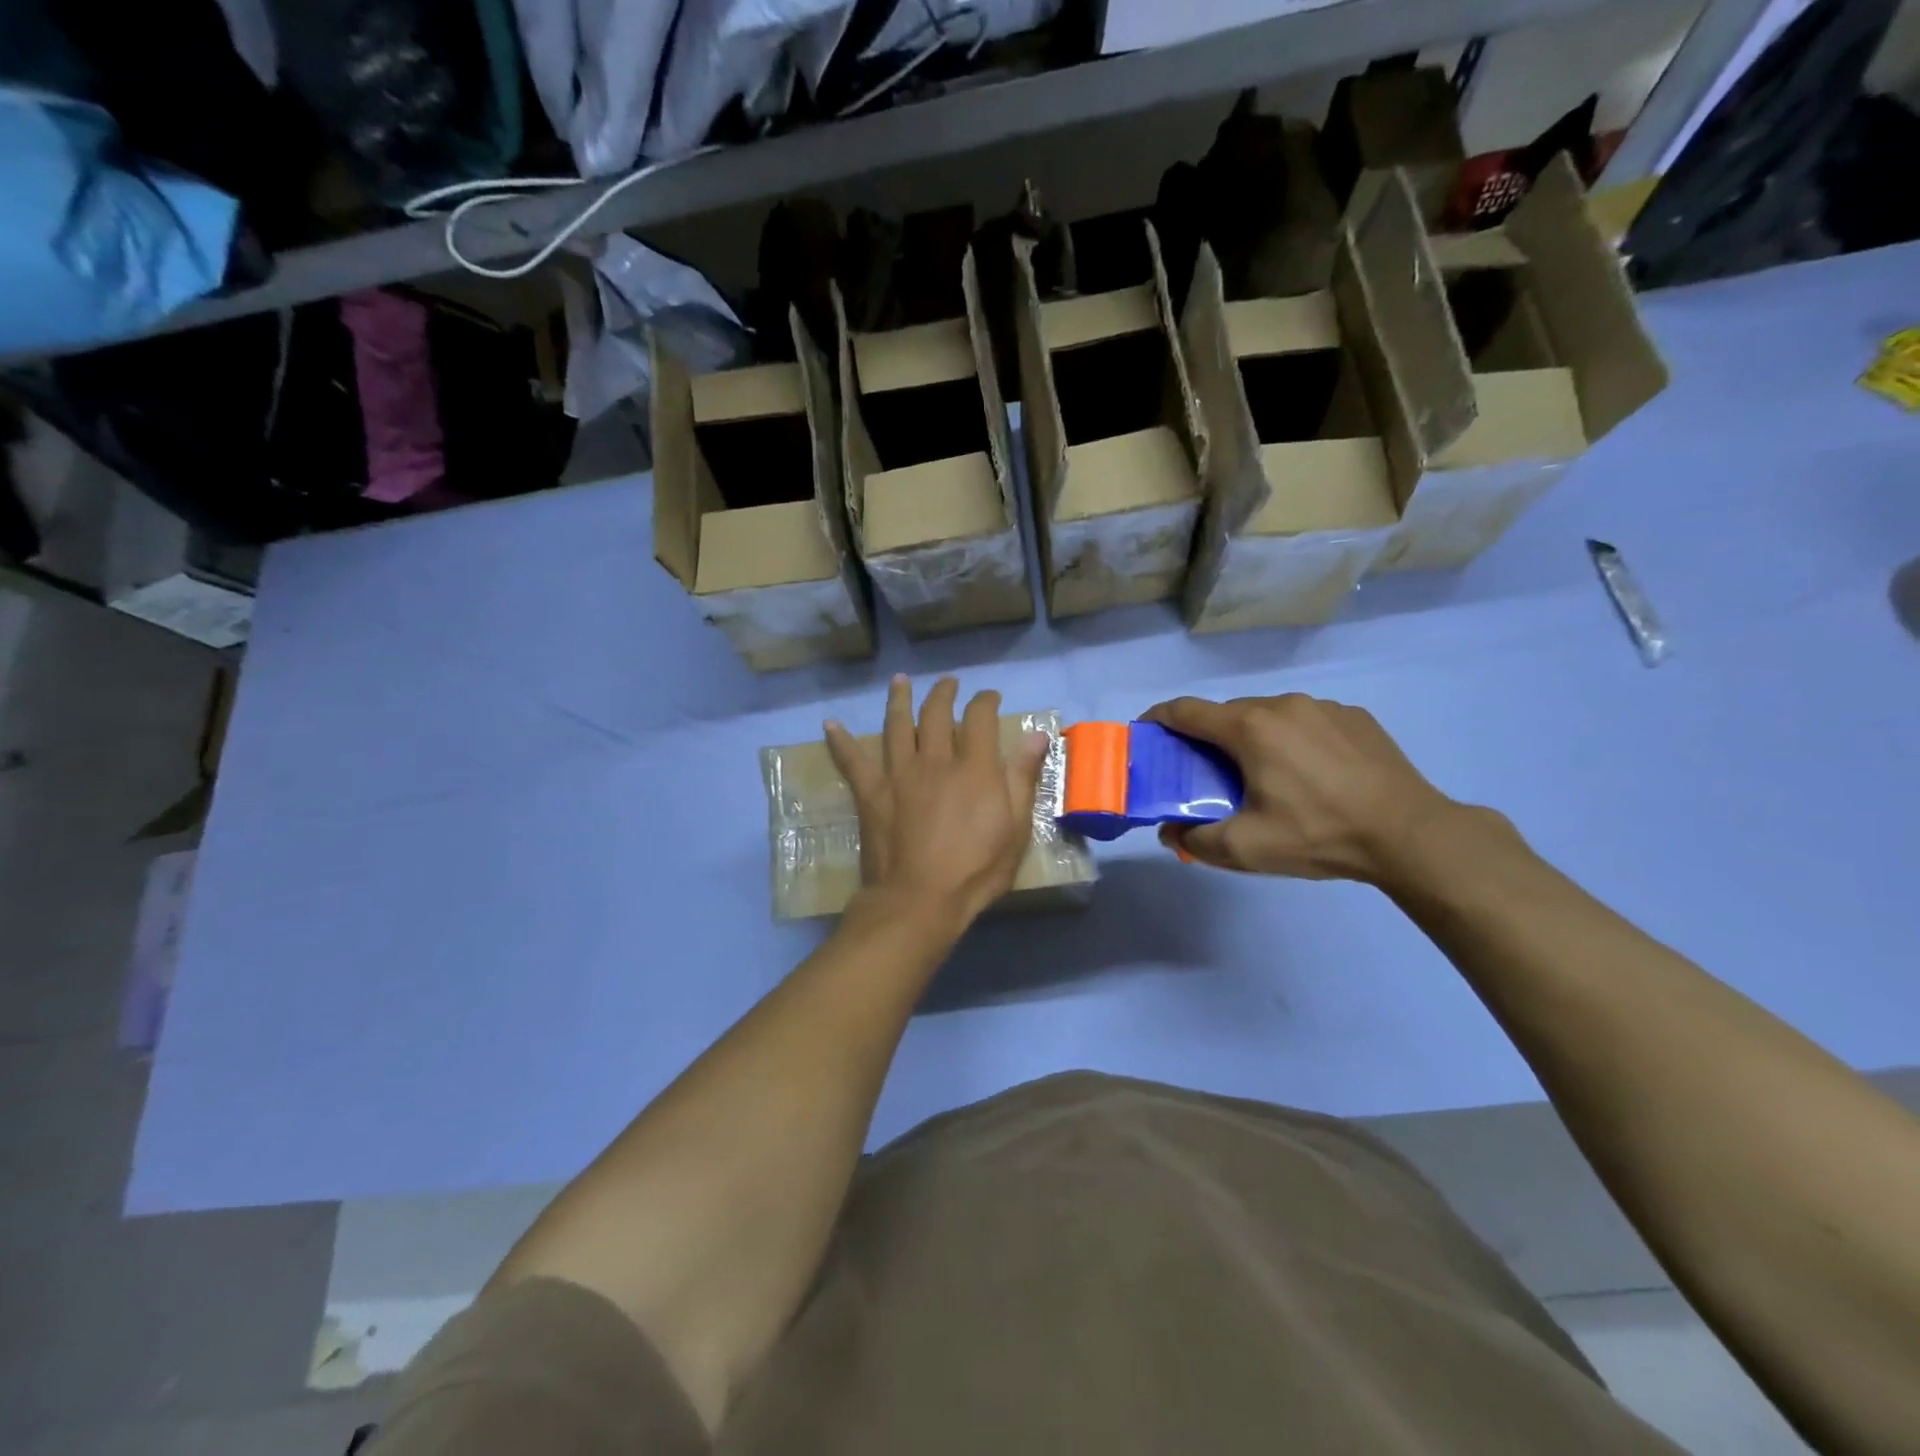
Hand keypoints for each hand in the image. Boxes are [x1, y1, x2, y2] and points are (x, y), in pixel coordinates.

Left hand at [825, 676, 1050, 925]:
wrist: (920, 899)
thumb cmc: (976, 869)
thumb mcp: (1015, 827)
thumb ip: (1023, 777)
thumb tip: (1037, 733)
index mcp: (974, 767)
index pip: (980, 717)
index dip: (985, 700)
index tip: (989, 697)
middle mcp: (935, 760)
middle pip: (936, 713)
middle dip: (943, 693)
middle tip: (948, 683)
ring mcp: (899, 774)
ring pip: (897, 725)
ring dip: (899, 700)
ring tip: (900, 681)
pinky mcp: (871, 792)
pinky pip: (852, 760)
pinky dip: (840, 741)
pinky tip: (830, 724)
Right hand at [1142, 693, 1464, 883]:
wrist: (1410, 834)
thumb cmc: (1319, 835)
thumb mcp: (1246, 849)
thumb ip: (1195, 840)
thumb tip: (1171, 831)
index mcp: (1250, 727)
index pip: (1186, 710)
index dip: (1158, 719)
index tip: (1146, 734)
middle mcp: (1282, 705)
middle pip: (1228, 713)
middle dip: (1208, 738)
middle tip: (1208, 774)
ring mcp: (1323, 707)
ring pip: (1269, 716)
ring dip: (1253, 738)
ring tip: (1264, 776)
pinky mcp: (1355, 717)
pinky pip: (1307, 722)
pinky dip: (1293, 740)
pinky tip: (1311, 774)